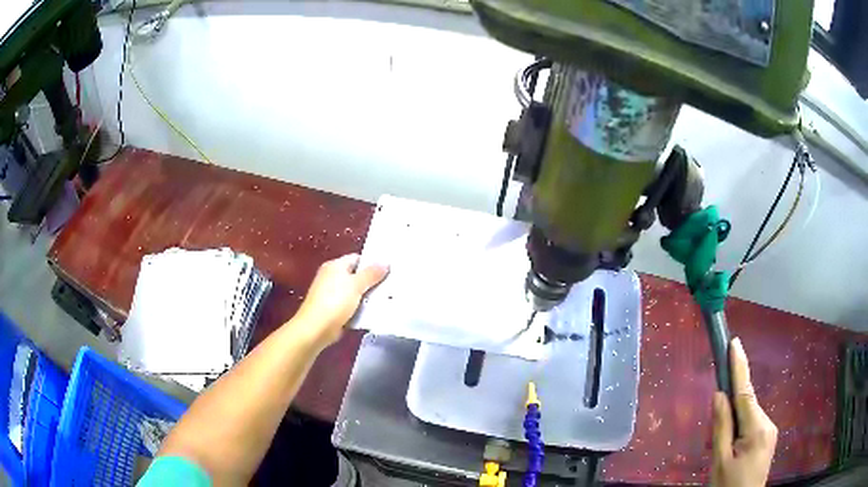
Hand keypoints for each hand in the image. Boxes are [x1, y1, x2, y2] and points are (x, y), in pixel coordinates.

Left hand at [292, 254, 388, 348]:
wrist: (316, 328)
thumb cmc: (334, 302)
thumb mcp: (356, 285)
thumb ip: (371, 273)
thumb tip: (385, 262)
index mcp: (335, 266)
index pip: (356, 259)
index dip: (372, 263)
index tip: (388, 269)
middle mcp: (331, 277)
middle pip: (356, 275)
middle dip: (372, 281)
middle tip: (390, 284)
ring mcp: (331, 294)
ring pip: (355, 292)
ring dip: (367, 296)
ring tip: (386, 298)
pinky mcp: (333, 309)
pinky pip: (351, 305)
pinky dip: (360, 308)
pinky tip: (373, 312)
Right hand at [711, 337, 777, 486]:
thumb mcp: (720, 462)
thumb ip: (721, 428)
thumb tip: (719, 395)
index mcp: (757, 429)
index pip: (746, 392)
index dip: (739, 367)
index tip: (735, 342)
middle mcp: (768, 424)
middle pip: (748, 404)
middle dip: (732, 402)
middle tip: (716, 412)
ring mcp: (770, 431)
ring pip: (750, 415)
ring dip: (736, 418)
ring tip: (723, 443)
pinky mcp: (768, 439)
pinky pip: (753, 424)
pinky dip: (741, 425)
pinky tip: (733, 444)